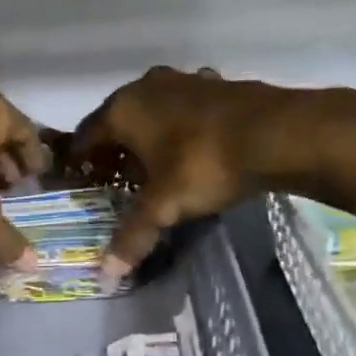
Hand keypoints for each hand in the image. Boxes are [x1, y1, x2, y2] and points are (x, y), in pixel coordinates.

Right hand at [71, 67, 355, 278]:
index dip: (79, 161)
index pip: (86, 136)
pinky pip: (183, 107)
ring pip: (152, 111)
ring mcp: (183, 81)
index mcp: (122, 109)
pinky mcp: (215, 84)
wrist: (278, 133)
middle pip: (117, 121)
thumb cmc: (204, 165)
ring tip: (152, 167)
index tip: (78, 182)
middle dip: (114, 150)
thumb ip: (132, 237)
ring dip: (147, 136)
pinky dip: (179, 126)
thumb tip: (106, 275)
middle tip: (115, 181)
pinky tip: (191, 147)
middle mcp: (146, 87)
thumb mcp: (164, 206)